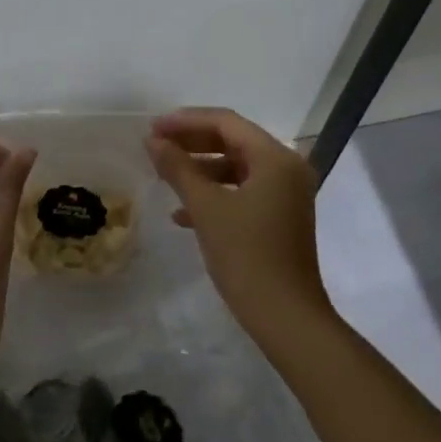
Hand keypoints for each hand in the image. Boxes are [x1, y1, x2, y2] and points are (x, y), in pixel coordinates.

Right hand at [147, 106, 330, 346]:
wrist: (287, 319)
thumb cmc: (247, 256)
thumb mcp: (206, 208)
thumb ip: (178, 168)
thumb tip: (152, 140)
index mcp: (275, 158)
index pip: (226, 122)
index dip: (186, 121)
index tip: (153, 128)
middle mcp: (286, 168)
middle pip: (232, 140)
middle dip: (191, 142)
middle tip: (155, 145)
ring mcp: (285, 194)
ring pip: (235, 166)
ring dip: (200, 168)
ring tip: (164, 175)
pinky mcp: (279, 217)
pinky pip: (242, 190)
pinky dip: (214, 193)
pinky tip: (181, 213)